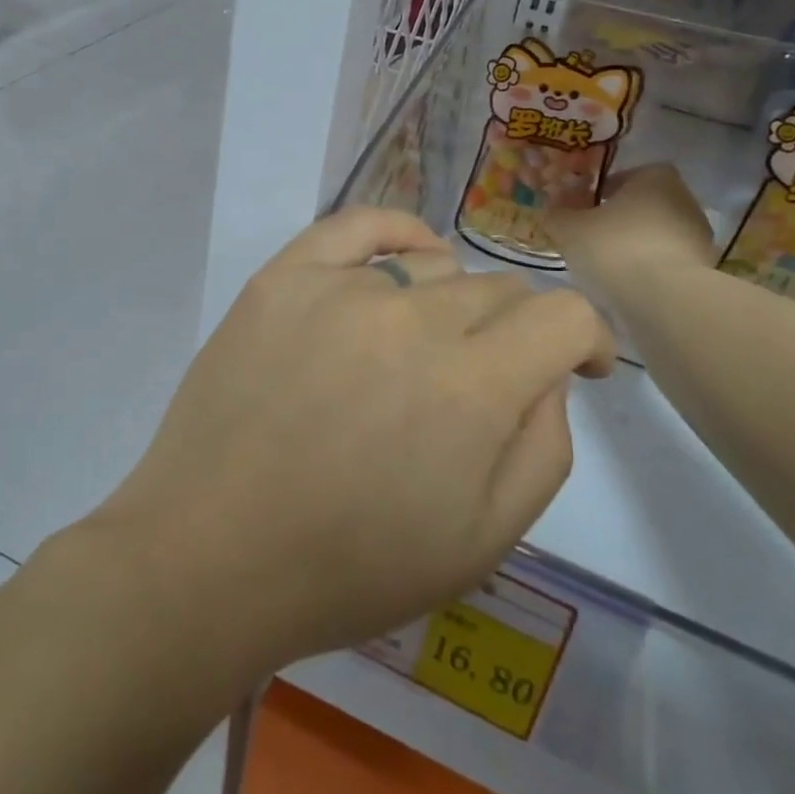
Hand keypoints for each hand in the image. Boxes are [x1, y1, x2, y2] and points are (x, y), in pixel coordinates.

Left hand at [87, 208, 614, 676]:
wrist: (210, 556)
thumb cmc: (349, 568)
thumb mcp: (482, 543)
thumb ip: (543, 449)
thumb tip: (549, 376)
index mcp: (472, 388)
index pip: (563, 315)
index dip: (585, 339)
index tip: (577, 367)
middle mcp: (413, 318)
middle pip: (497, 290)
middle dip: (513, 333)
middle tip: (482, 381)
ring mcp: (341, 288)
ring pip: (433, 267)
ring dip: (449, 305)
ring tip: (422, 349)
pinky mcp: (283, 277)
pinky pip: (356, 225)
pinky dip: (397, 232)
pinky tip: (407, 256)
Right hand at [548, 163, 716, 311]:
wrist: (664, 299)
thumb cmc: (614, 248)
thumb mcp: (569, 228)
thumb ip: (557, 213)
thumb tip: (552, 208)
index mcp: (655, 177)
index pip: (624, 176)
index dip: (601, 193)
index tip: (583, 211)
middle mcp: (684, 198)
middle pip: (642, 205)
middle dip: (618, 220)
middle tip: (590, 239)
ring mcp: (699, 235)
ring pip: (655, 235)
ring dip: (634, 246)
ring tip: (607, 268)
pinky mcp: (704, 269)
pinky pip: (667, 261)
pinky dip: (649, 269)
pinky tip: (629, 286)